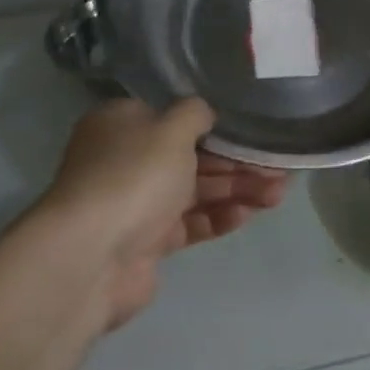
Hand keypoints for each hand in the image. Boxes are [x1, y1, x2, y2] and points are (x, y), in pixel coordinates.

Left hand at [31, 98, 286, 331]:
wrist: (91, 256)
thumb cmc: (133, 176)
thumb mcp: (171, 128)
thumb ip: (196, 113)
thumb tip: (204, 113)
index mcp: (123, 125)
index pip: (174, 118)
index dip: (217, 124)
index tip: (254, 130)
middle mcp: (127, 160)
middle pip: (192, 156)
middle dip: (237, 162)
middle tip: (278, 167)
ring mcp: (136, 203)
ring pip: (196, 191)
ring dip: (237, 189)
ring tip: (278, 194)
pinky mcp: (147, 242)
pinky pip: (190, 223)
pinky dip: (218, 217)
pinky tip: (248, 214)